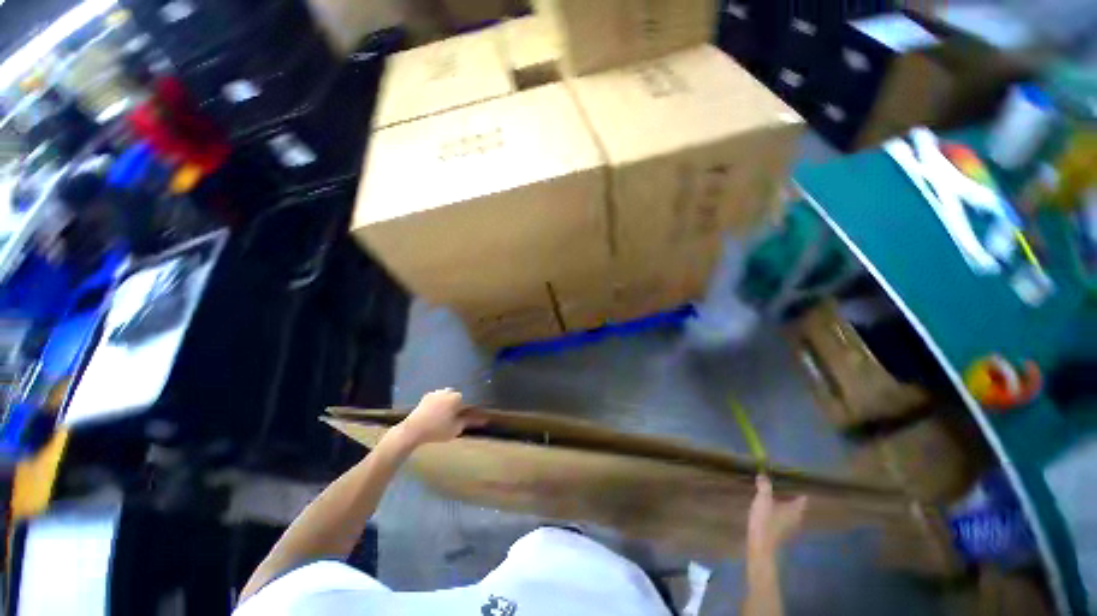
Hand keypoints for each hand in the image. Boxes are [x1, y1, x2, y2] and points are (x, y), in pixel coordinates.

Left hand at [389, 389, 484, 449]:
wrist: (412, 430)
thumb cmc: (437, 430)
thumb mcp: (456, 428)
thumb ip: (469, 421)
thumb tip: (484, 419)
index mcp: (457, 397)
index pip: (469, 402)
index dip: (471, 411)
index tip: (471, 417)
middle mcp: (448, 391)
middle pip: (458, 398)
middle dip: (459, 405)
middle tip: (457, 417)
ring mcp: (436, 392)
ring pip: (448, 397)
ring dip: (449, 403)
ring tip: (447, 415)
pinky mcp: (427, 396)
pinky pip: (438, 398)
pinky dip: (440, 403)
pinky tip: (437, 413)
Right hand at [747, 475, 806, 559]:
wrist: (761, 546)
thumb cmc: (765, 521)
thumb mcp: (763, 500)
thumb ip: (764, 486)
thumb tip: (763, 473)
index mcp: (796, 509)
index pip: (802, 495)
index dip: (797, 485)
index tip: (788, 477)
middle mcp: (797, 517)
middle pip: (796, 502)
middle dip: (787, 492)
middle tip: (776, 481)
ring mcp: (791, 526)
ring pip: (789, 509)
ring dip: (782, 501)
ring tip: (771, 492)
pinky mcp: (783, 531)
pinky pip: (783, 516)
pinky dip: (778, 509)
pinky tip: (768, 506)